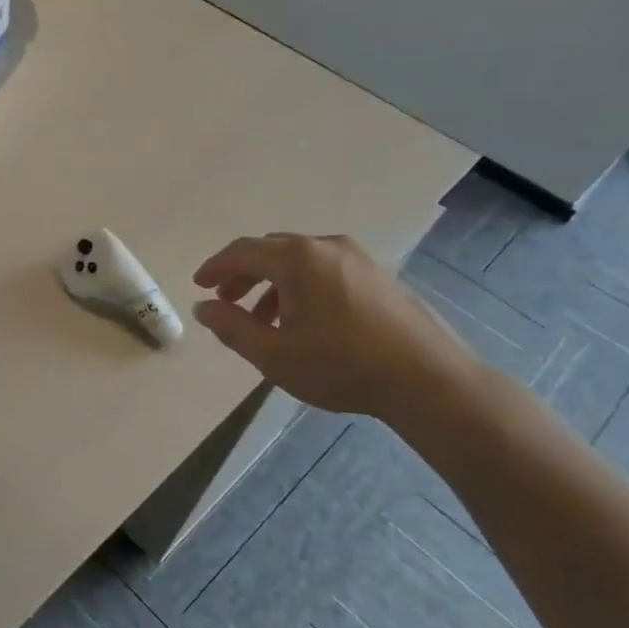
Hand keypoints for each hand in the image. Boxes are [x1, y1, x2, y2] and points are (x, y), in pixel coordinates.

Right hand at [191, 234, 482, 419]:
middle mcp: (327, 247)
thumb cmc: (342, 366)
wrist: (430, 380)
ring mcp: (359, 258)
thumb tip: (204, 307)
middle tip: (227, 302)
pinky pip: (326, 270)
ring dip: (273, 284)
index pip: (242, 251)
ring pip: (300, 261)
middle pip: (271, 251)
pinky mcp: (380, 276)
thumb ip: (231, 327)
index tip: (198, 285)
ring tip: (265, 321)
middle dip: (244, 275)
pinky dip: (302, 287)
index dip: (215, 267)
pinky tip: (305, 322)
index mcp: (297, 259)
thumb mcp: (273, 354)